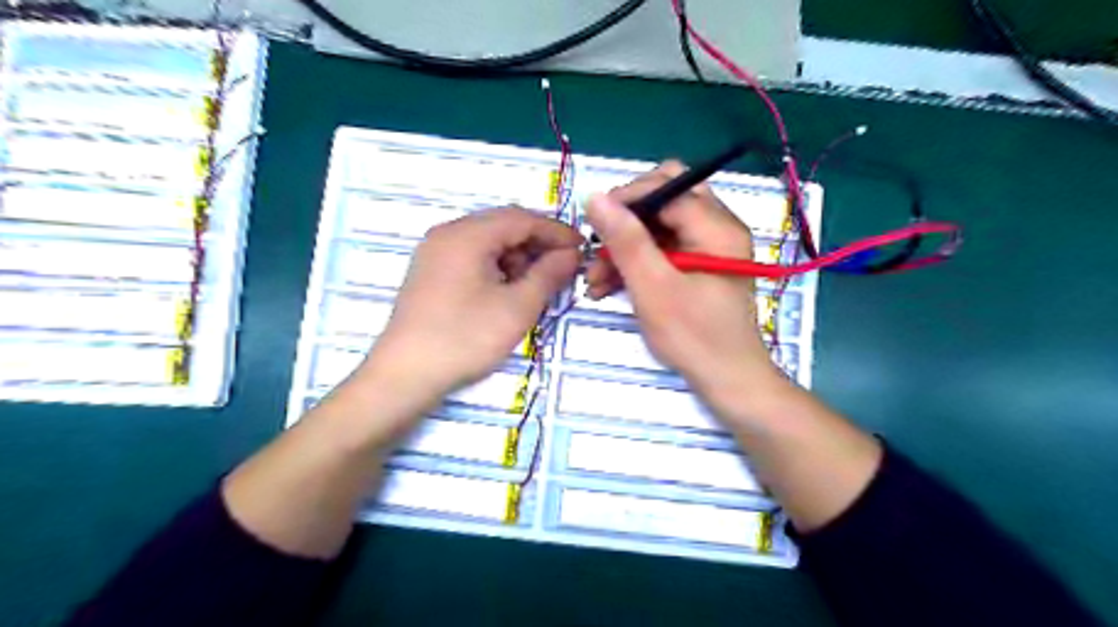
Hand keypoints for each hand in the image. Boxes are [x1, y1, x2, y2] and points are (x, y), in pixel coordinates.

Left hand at [369, 206, 580, 400]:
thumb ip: (549, 274)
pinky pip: (471, 255)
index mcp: (468, 234)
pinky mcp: (430, 271)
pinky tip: (507, 289)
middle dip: (537, 243)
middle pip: (503, 225)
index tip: (583, 248)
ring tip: (536, 283)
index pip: (522, 219)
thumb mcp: (518, 307)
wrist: (405, 374)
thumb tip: (571, 254)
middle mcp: (448, 233)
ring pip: (487, 240)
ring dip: (517, 255)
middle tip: (564, 266)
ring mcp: (435, 251)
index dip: (556, 231)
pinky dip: (496, 265)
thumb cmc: (466, 338)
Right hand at [587, 161, 784, 403]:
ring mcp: (709, 246)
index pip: (666, 186)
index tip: (593, 225)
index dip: (625, 199)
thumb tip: (595, 197)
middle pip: (663, 200)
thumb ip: (626, 240)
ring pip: (658, 227)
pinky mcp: (700, 265)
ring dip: (625, 247)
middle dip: (625, 223)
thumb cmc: (694, 337)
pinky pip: (663, 249)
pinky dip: (637, 263)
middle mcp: (717, 227)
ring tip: (596, 281)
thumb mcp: (653, 288)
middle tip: (599, 250)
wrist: (728, 381)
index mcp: (716, 226)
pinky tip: (611, 286)